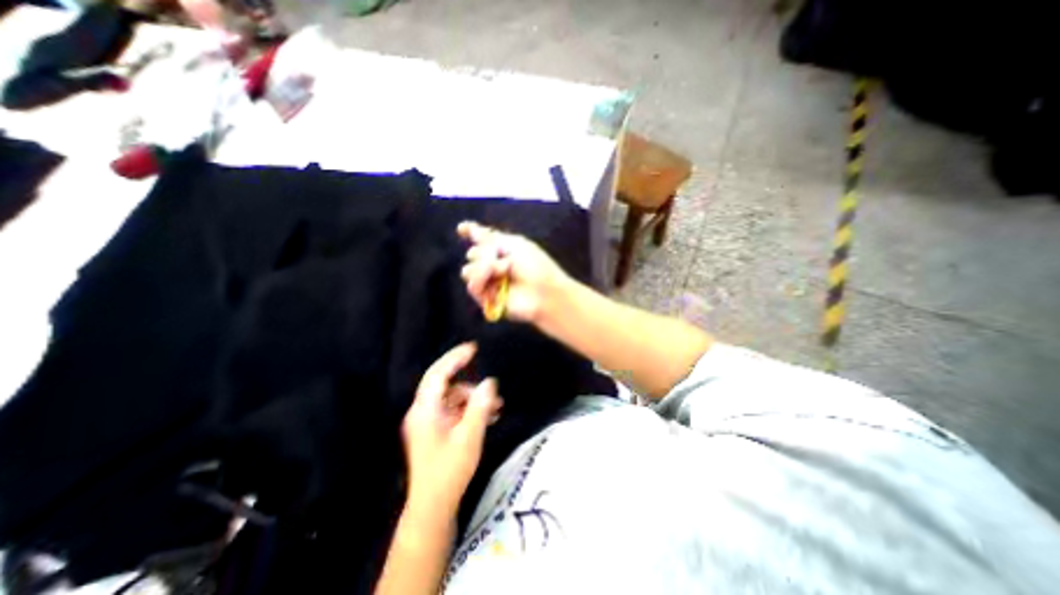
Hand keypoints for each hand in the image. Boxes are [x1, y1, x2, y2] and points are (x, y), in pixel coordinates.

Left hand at [405, 342, 505, 512]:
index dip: (454, 358)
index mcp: (425, 410)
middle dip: (470, 385)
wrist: (433, 507)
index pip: (438, 374)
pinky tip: (487, 417)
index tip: (473, 348)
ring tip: (496, 408)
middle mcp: (422, 412)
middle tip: (490, 386)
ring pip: (452, 399)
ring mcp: (427, 422)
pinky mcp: (434, 430)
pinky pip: (453, 411)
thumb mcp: (469, 437)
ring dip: (474, 400)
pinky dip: (469, 410)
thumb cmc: (450, 471)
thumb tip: (490, 382)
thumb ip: (480, 407)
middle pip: (446, 386)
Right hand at [458, 222, 571, 323]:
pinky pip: (472, 285)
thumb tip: (473, 229)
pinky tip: (495, 277)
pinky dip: (482, 278)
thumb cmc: (535, 266)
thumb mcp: (515, 244)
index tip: (462, 229)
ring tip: (504, 269)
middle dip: (484, 252)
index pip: (481, 241)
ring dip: (485, 266)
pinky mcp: (486, 299)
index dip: (470, 233)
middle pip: (472, 253)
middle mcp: (493, 266)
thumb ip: (491, 237)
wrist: (543, 291)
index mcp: (502, 250)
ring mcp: (489, 283)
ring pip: (468, 270)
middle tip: (504, 257)